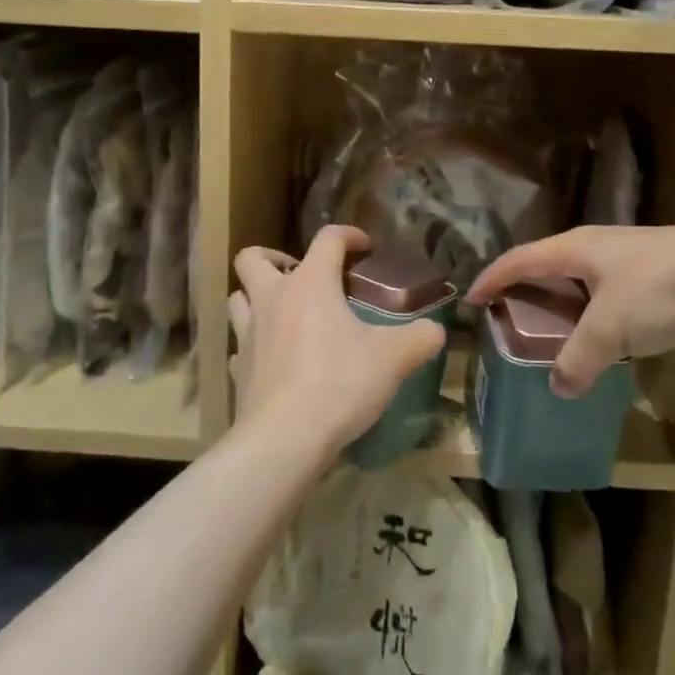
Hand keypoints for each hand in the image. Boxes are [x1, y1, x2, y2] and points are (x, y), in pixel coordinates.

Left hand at [230, 226, 447, 457]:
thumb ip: (420, 338)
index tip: (365, 247)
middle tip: (302, 276)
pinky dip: (255, 345)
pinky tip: (274, 360)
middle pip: (253, 258)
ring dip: (256, 298)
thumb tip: (436, 330)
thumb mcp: (393, 359)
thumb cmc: (339, 383)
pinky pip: (241, 346)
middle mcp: (272, 299)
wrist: (284, 439)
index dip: (348, 235)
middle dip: (274, 258)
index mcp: (310, 283)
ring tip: (285, 313)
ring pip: (238, 298)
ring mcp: (248, 334)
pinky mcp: (238, 369)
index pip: (327, 239)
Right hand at [469, 225, 674, 395]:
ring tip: (556, 333)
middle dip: (527, 290)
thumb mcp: (609, 330)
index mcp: (575, 248)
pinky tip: (607, 338)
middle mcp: (598, 246)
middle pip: (549, 265)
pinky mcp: (659, 274)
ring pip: (584, 280)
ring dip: (565, 304)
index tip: (471, 299)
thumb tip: (559, 388)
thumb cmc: (658, 292)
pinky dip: (597, 314)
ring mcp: (631, 258)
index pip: (519, 259)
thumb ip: (578, 360)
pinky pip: (612, 294)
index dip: (492, 278)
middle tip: (511, 319)